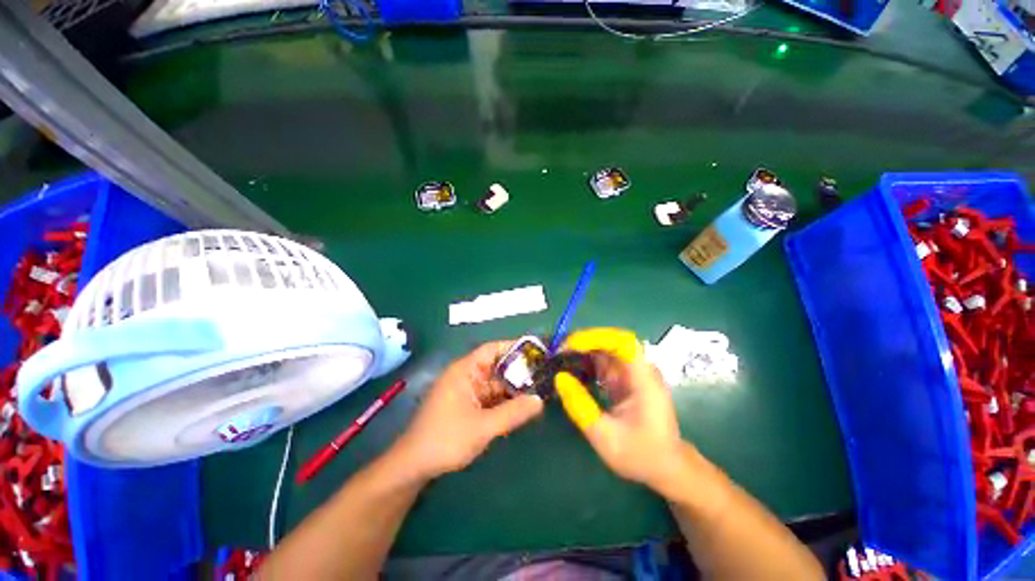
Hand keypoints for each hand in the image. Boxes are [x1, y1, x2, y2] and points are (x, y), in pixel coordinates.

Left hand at [393, 341, 543, 479]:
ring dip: (513, 389)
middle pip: (497, 367)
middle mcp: (467, 377)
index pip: (492, 349)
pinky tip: (522, 408)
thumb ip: (513, 413)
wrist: (413, 467)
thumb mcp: (483, 427)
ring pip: (495, 385)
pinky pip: (491, 398)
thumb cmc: (445, 439)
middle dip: (519, 372)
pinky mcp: (467, 406)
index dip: (514, 348)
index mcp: (465, 370)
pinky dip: (505, 402)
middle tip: (544, 376)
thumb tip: (539, 401)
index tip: (536, 352)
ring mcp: (467, 392)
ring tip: (539, 391)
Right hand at [556, 330, 684, 491]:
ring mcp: (633, 374)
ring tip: (561, 357)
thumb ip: (581, 406)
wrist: (665, 467)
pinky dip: (587, 361)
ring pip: (607, 349)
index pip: (623, 343)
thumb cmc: (640, 455)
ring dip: (584, 350)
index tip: (571, 345)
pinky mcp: (626, 379)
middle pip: (612, 341)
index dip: (596, 338)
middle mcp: (640, 370)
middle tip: (560, 350)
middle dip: (585, 341)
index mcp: (644, 380)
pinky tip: (572, 368)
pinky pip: (605, 362)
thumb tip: (559, 377)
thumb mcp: (605, 437)